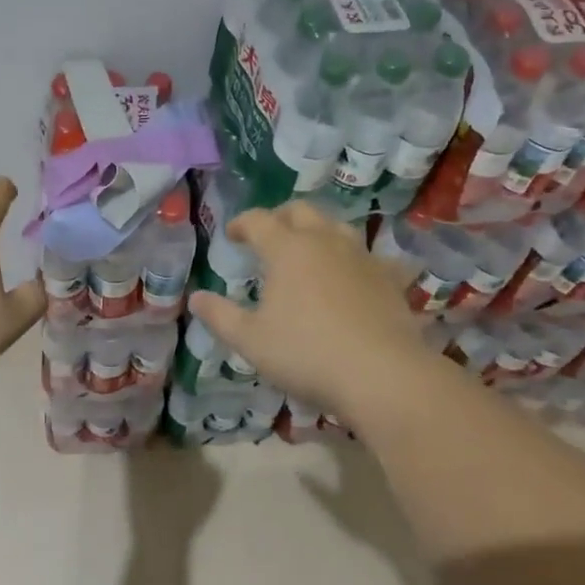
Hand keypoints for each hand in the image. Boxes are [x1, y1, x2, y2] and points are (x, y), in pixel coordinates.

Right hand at [187, 202, 430, 419]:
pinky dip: (354, 259)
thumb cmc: (307, 353)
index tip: (232, 234)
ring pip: (336, 226)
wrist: (382, 373)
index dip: (241, 223)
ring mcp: (361, 255)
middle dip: (280, 217)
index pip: (258, 221)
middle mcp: (324, 240)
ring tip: (309, 250)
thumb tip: (195, 298)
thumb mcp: (252, 341)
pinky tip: (354, 275)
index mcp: (287, 248)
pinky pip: (369, 255)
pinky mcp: (388, 276)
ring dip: (317, 230)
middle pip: (300, 211)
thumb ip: (220, 316)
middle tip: (269, 235)